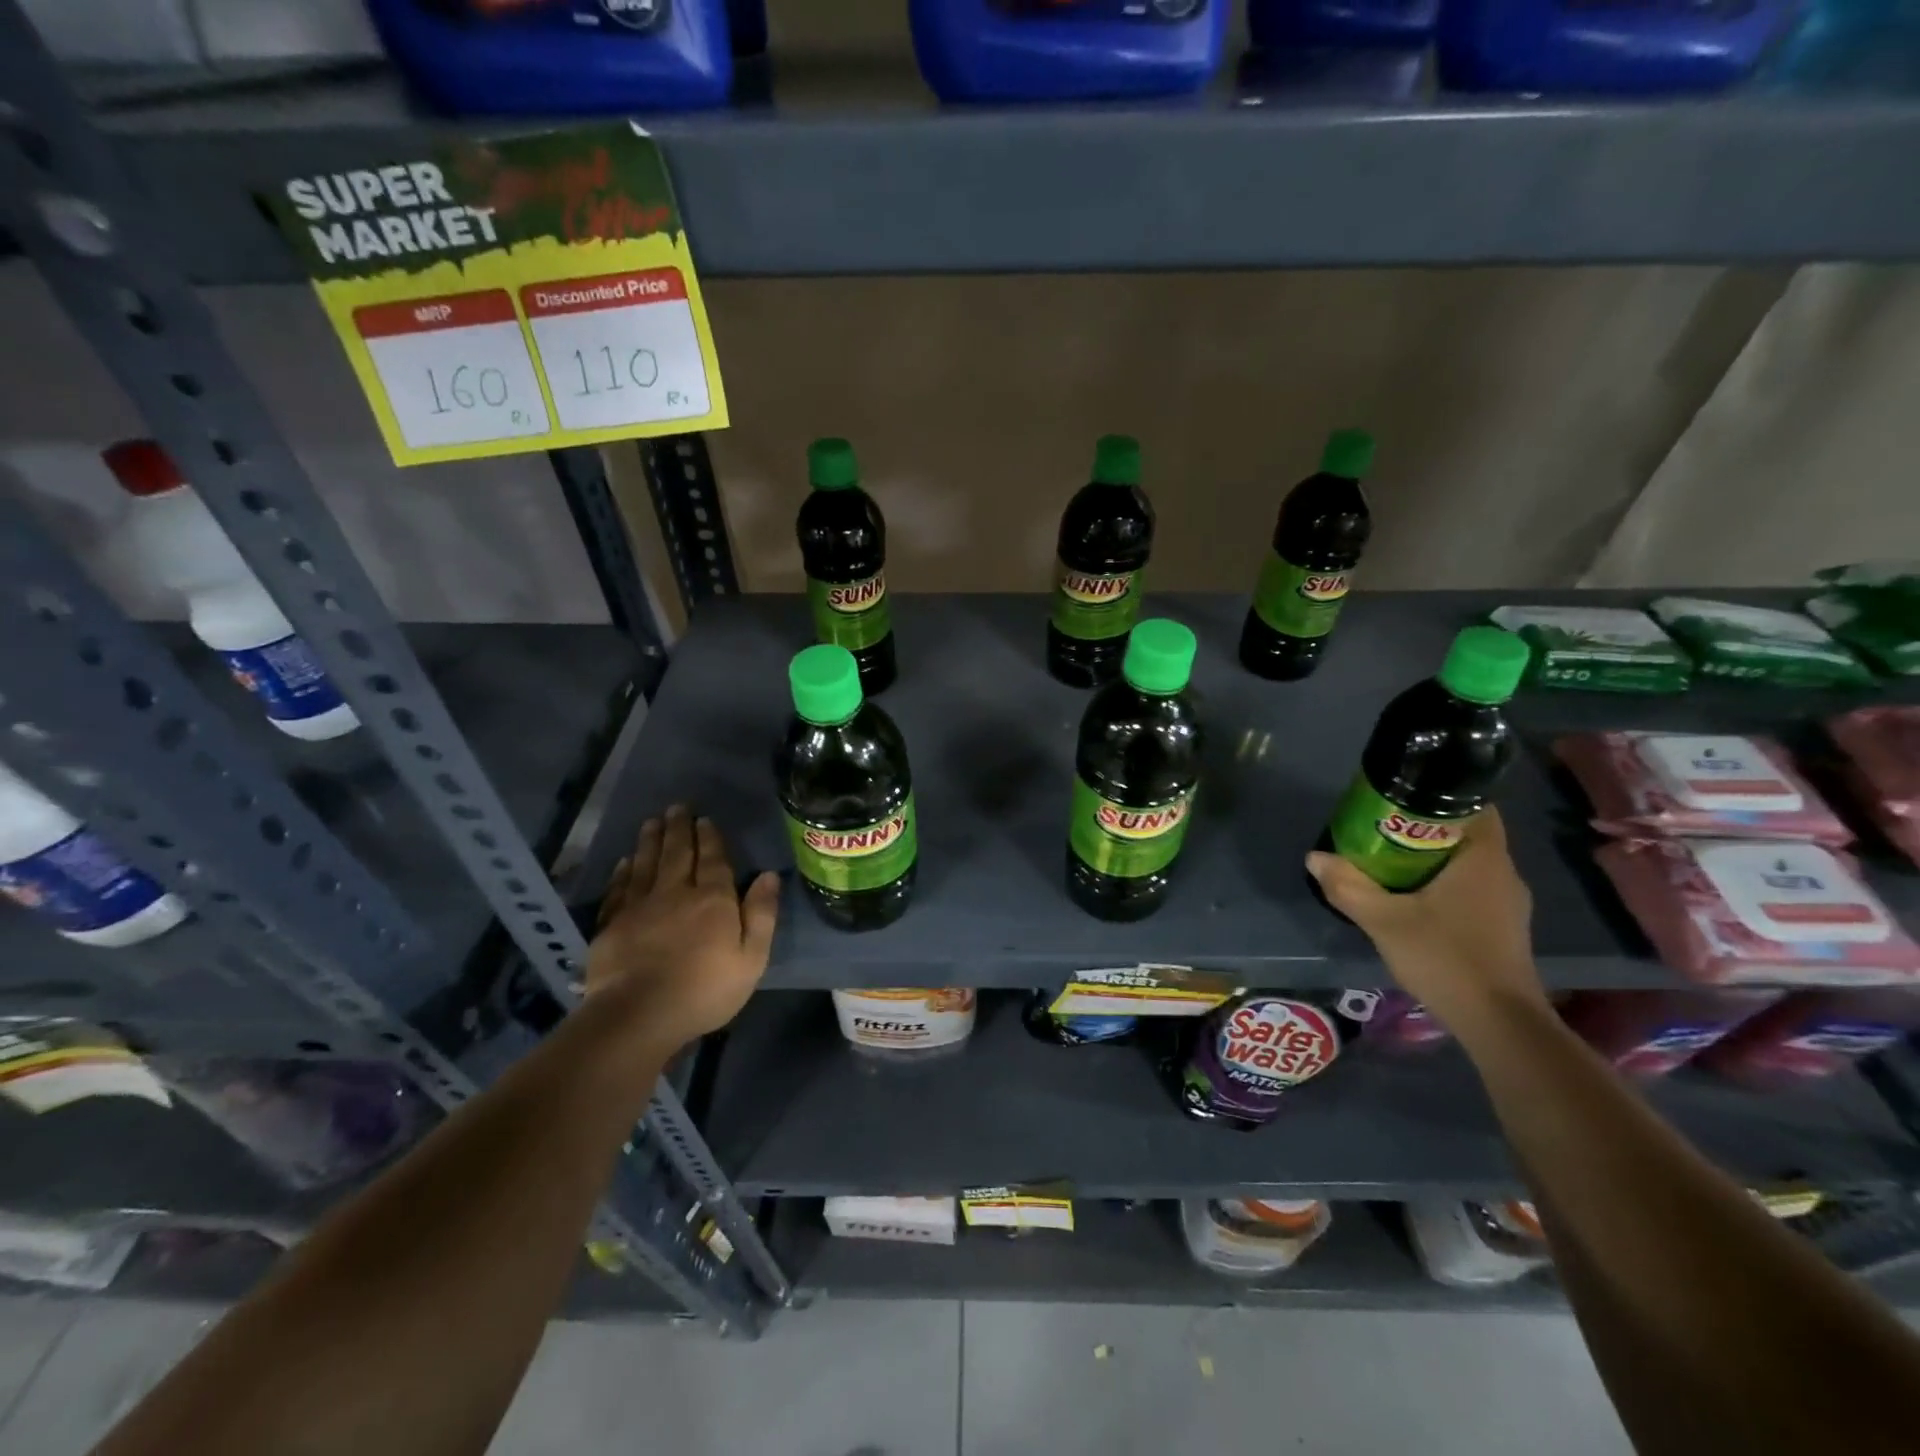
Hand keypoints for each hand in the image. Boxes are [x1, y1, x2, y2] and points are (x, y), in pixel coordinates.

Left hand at [585, 805, 778, 1050]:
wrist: (639, 1014)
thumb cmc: (705, 990)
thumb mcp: (751, 958)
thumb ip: (761, 914)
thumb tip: (768, 875)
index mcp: (713, 899)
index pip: (713, 860)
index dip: (710, 838)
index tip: (705, 819)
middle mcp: (675, 893)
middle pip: (677, 854)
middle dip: (679, 829)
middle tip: (677, 808)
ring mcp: (639, 907)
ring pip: (646, 864)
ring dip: (650, 841)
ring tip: (652, 822)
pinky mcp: (612, 924)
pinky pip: (619, 889)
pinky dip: (623, 872)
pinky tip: (625, 862)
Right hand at [1305, 808, 1545, 1032]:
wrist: (1499, 1024)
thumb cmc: (1445, 958)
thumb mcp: (1384, 921)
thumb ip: (1347, 886)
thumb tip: (1315, 857)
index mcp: (1484, 859)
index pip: (1475, 806)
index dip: (1441, 795)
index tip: (1402, 798)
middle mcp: (1503, 874)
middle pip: (1466, 834)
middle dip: (1426, 828)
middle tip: (1382, 829)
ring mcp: (1508, 904)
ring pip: (1468, 863)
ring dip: (1434, 858)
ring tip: (1390, 862)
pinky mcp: (1503, 928)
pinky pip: (1472, 888)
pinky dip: (1444, 884)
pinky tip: (1413, 899)